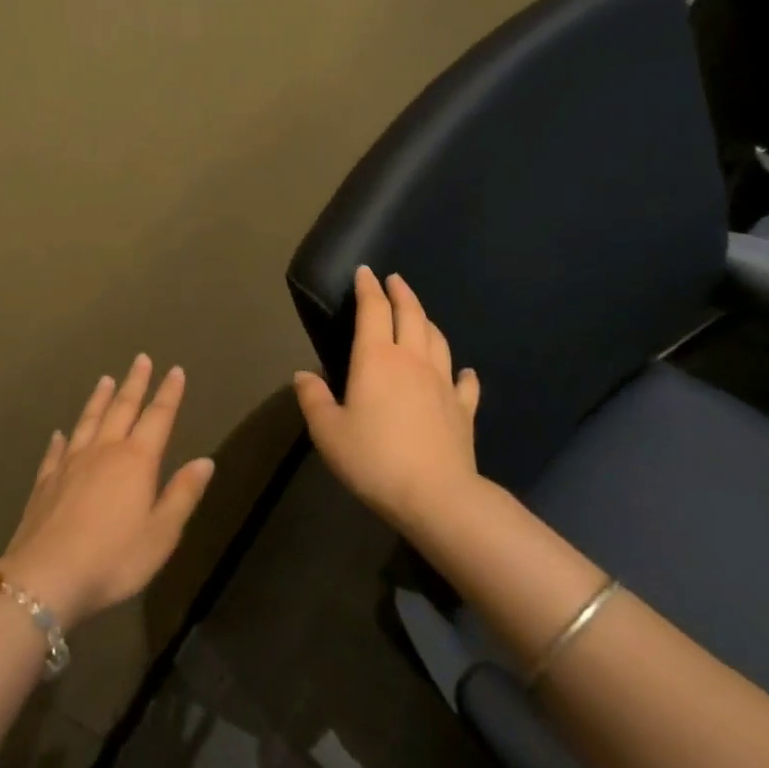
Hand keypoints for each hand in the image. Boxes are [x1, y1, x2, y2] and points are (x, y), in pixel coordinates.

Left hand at [0, 355, 216, 629]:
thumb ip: (183, 494)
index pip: (158, 417)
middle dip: (135, 383)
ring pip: (88, 421)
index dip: (169, 394)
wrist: (46, 578)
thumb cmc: (114, 558)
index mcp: (136, 461)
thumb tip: (204, 461)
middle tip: (141, 359)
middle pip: (122, 409)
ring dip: (99, 399)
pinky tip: (61, 432)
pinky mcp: (45, 482)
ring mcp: (70, 465)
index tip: (175, 370)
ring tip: (105, 380)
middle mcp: (103, 452)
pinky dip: (62, 438)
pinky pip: (56, 451)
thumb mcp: (162, 533)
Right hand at [293, 267, 482, 523]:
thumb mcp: (328, 432)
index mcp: (376, 359)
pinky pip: (465, 382)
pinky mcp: (463, 409)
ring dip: (427, 321)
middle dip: (401, 293)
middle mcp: (412, 360)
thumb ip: (313, 399)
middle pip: (411, 315)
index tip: (365, 272)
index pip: (373, 310)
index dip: (368, 288)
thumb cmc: (373, 459)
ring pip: (438, 340)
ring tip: (420, 315)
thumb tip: (303, 375)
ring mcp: (443, 383)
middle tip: (394, 280)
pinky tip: (463, 371)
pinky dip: (463, 372)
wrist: (435, 495)